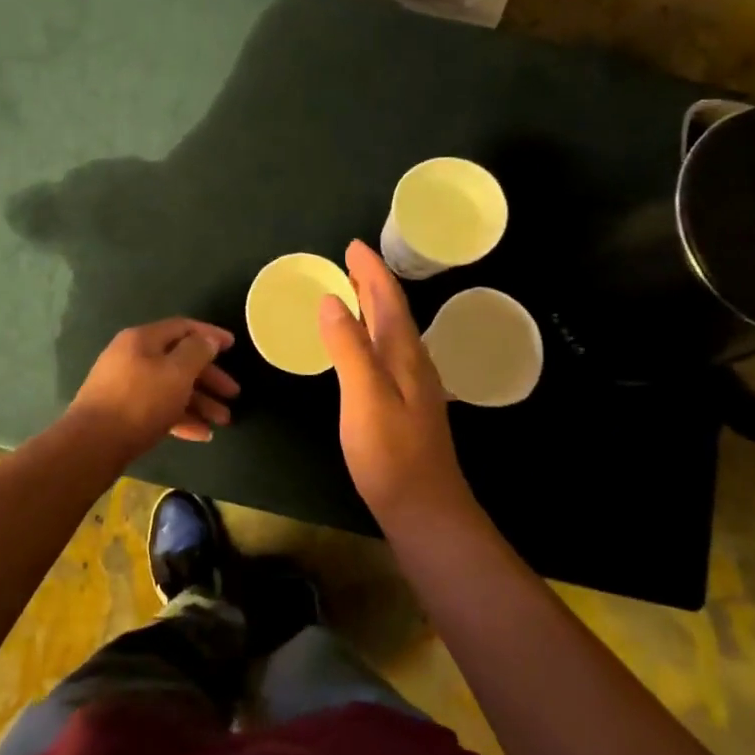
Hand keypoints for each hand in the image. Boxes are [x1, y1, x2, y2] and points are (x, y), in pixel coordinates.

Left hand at [67, 318, 240, 458]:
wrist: (93, 443)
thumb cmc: (141, 401)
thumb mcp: (177, 373)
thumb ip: (197, 351)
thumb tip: (208, 340)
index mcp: (143, 339)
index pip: (183, 327)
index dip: (210, 335)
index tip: (234, 346)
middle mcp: (132, 357)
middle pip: (179, 360)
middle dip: (209, 378)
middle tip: (233, 394)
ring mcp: (125, 385)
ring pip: (171, 387)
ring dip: (200, 402)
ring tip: (223, 422)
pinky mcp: (123, 412)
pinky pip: (159, 408)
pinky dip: (181, 417)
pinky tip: (202, 435)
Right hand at [319, 240, 476, 529]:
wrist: (424, 508)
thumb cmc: (390, 453)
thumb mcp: (364, 395)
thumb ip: (348, 346)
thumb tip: (331, 300)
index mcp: (403, 353)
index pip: (388, 299)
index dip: (370, 271)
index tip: (353, 246)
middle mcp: (412, 362)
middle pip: (392, 312)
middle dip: (372, 283)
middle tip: (350, 262)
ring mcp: (412, 385)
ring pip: (391, 332)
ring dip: (374, 307)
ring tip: (353, 292)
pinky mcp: (406, 405)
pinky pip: (386, 353)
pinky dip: (372, 335)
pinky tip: (363, 347)